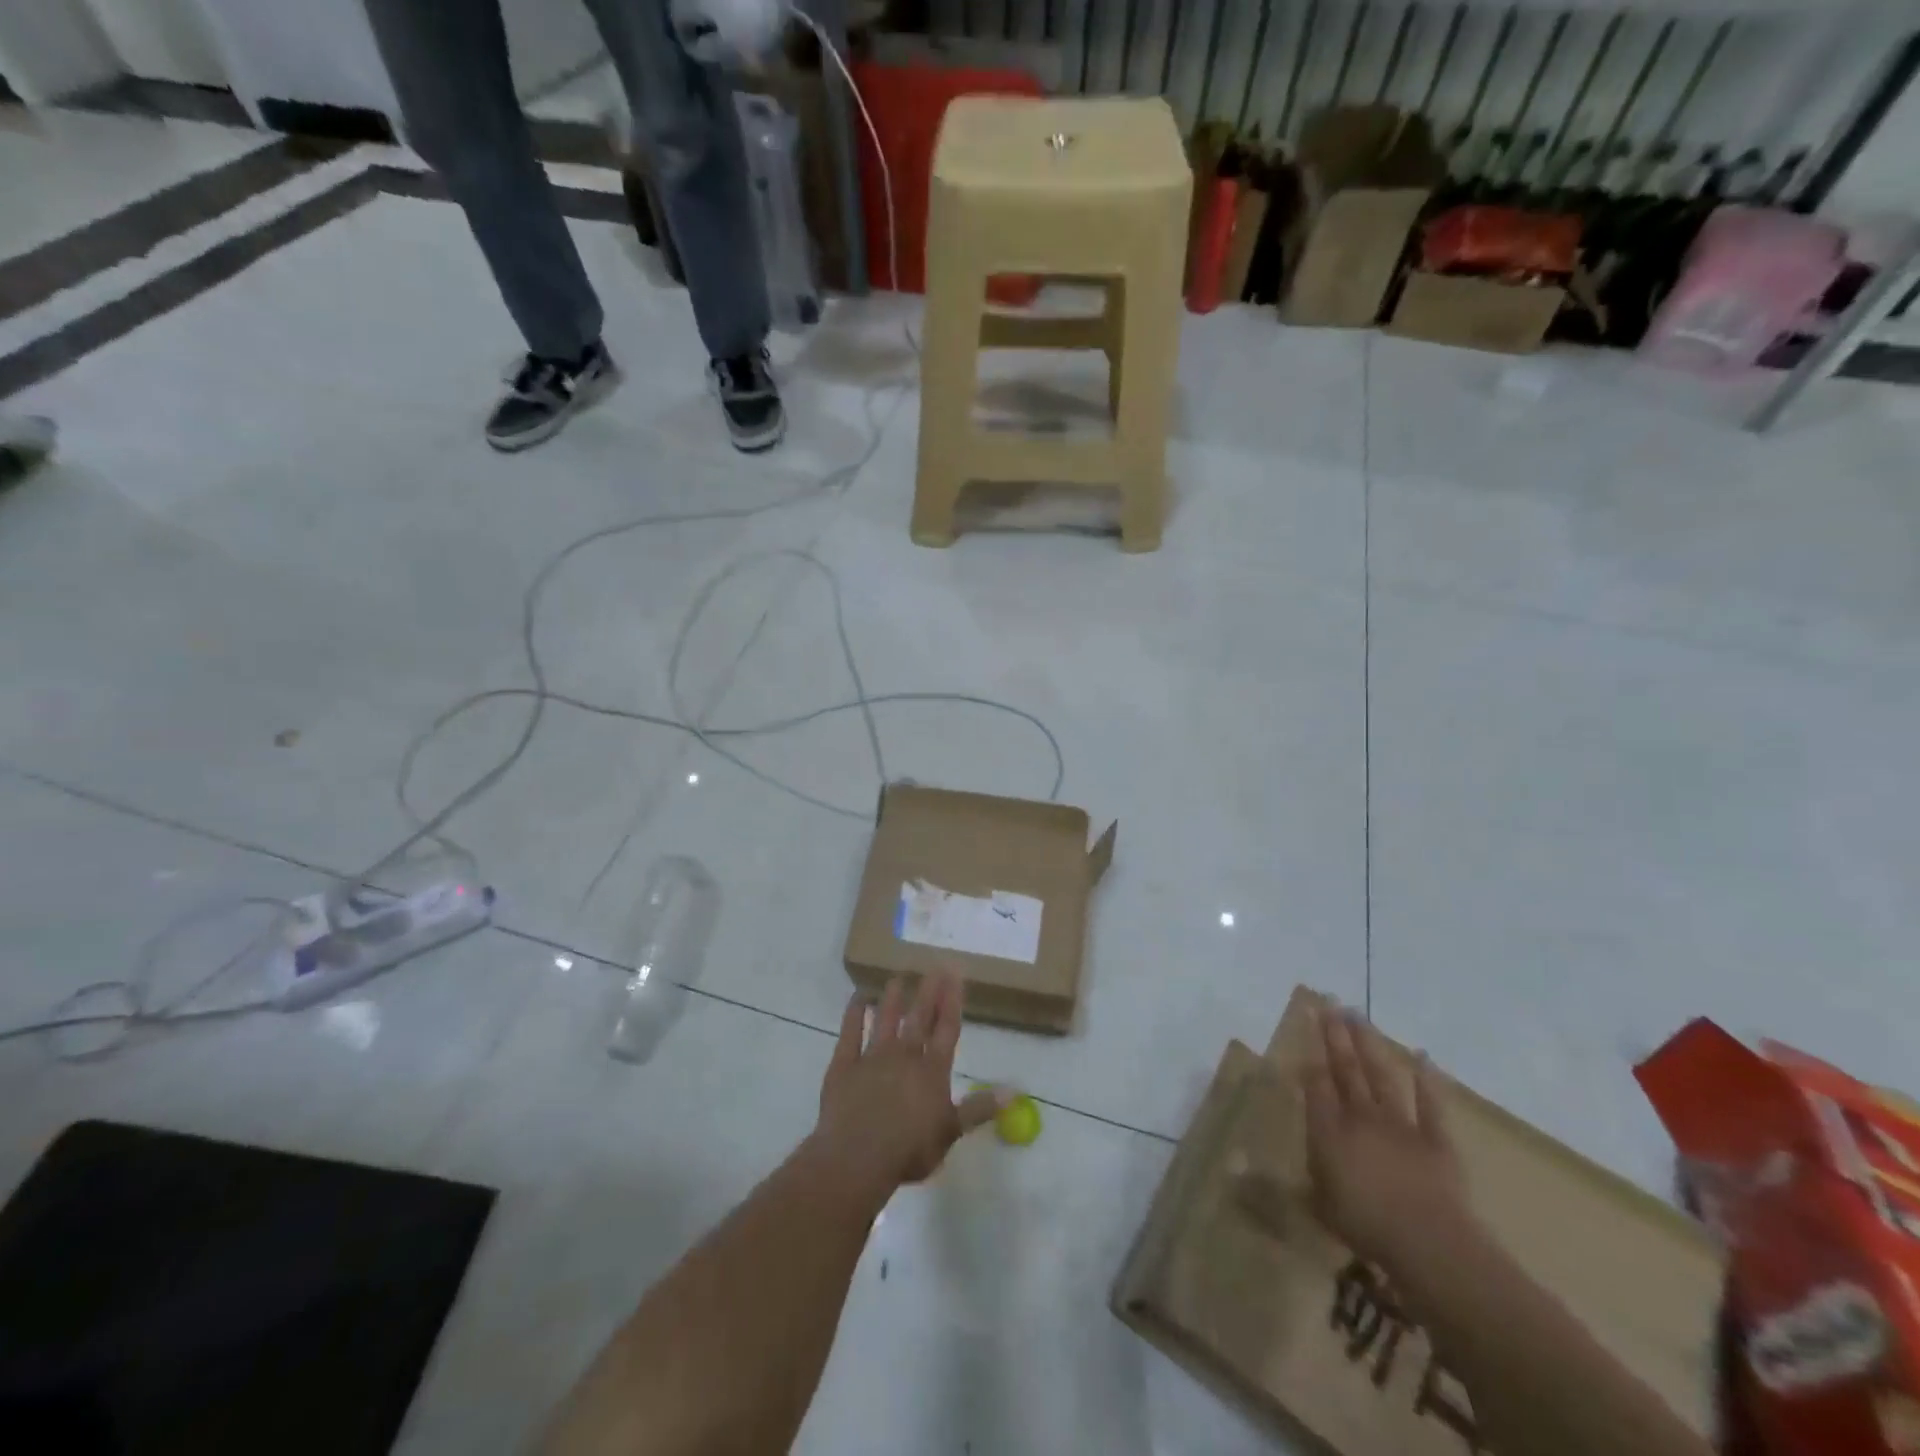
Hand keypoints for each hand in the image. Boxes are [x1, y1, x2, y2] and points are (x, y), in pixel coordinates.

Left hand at [814, 974, 1002, 1194]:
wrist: (857, 1158)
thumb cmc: (909, 1150)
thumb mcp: (951, 1133)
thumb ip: (979, 1109)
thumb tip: (1013, 1092)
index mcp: (932, 1071)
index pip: (946, 1029)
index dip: (952, 1001)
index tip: (956, 974)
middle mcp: (904, 1056)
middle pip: (919, 1018)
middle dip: (929, 991)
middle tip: (935, 965)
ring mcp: (872, 1058)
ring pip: (884, 1019)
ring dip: (892, 998)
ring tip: (897, 977)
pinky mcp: (844, 1065)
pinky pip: (849, 1033)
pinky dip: (853, 1014)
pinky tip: (857, 997)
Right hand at [1303, 1003, 1471, 1274]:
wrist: (1430, 1242)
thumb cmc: (1365, 1225)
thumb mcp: (1314, 1206)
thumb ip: (1284, 1184)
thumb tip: (1237, 1173)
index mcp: (1329, 1130)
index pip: (1316, 1084)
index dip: (1310, 1054)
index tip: (1307, 1025)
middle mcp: (1360, 1116)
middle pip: (1346, 1069)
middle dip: (1335, 1036)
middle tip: (1329, 1004)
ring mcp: (1400, 1124)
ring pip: (1381, 1075)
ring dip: (1369, 1044)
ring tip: (1358, 1016)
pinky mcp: (1436, 1139)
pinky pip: (1431, 1104)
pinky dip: (1427, 1080)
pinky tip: (1423, 1057)